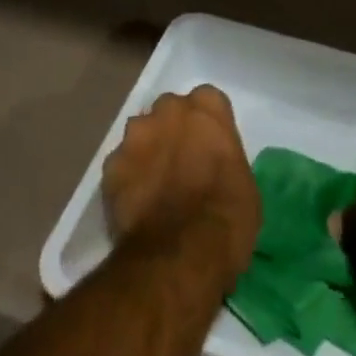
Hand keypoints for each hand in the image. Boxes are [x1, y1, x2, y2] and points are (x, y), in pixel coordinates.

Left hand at [102, 85, 259, 290]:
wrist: (180, 254)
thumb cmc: (228, 217)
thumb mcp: (244, 183)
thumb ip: (225, 159)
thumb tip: (214, 168)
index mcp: (207, 109)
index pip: (208, 101)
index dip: (208, 125)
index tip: (210, 147)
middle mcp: (168, 110)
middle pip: (170, 110)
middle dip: (173, 129)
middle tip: (181, 163)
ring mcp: (135, 135)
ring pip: (140, 134)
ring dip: (148, 151)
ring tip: (155, 186)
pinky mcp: (110, 165)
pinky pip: (121, 165)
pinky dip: (127, 179)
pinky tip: (136, 204)